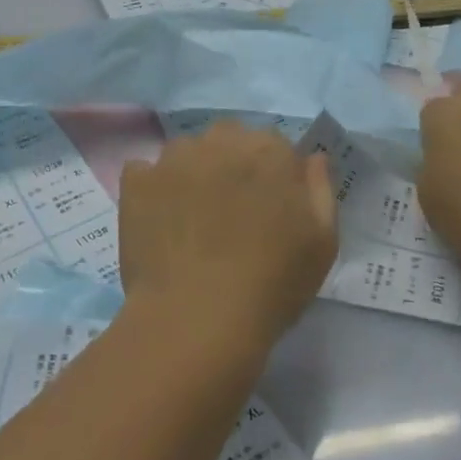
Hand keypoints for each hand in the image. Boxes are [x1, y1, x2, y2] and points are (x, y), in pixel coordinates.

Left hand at [119, 121, 337, 355]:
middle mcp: (221, 140)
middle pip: (229, 141)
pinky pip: (144, 172)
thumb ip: (320, 189)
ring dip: (193, 172)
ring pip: (187, 153)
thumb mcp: (323, 242)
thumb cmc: (272, 284)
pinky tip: (160, 220)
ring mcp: (174, 158)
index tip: (269, 209)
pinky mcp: (137, 181)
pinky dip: (152, 188)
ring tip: (192, 219)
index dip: (272, 177)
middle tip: (231, 213)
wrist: (198, 319)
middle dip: (231, 165)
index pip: (274, 147)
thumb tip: (312, 158)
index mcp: (270, 150)